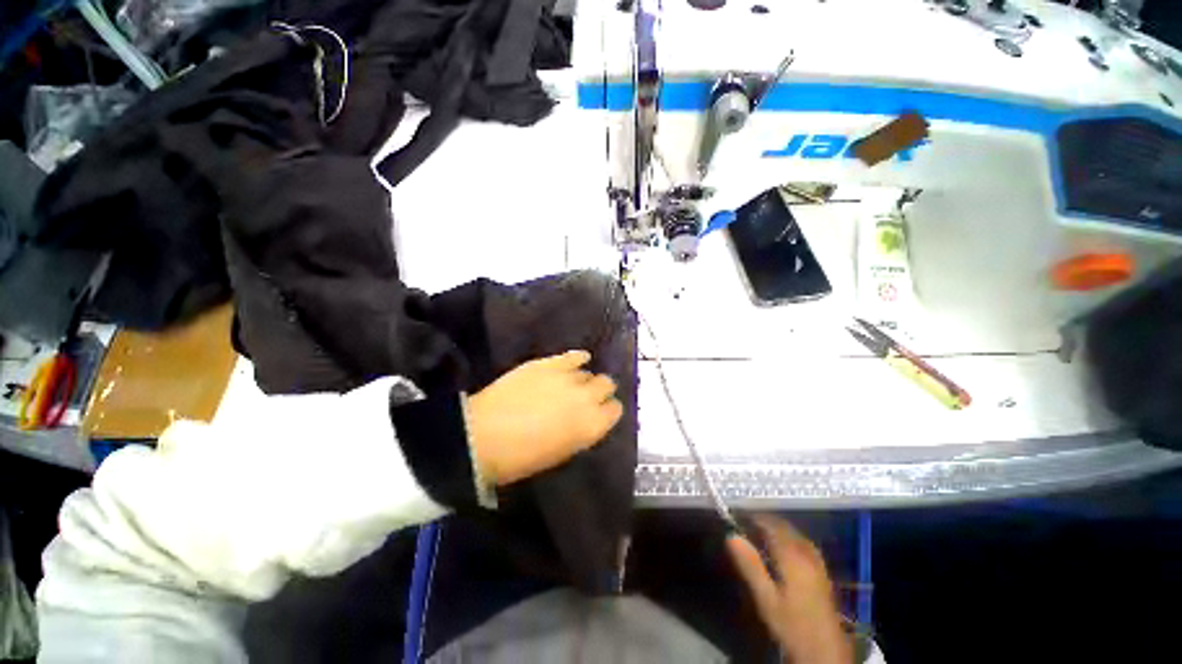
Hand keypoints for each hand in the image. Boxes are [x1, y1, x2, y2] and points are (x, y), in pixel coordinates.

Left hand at [467, 350, 623, 485]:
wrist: (483, 436)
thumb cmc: (521, 458)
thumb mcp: (561, 452)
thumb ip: (580, 432)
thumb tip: (586, 419)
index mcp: (592, 426)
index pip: (615, 410)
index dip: (608, 410)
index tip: (600, 412)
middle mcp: (587, 398)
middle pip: (606, 384)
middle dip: (600, 390)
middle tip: (586, 397)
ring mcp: (568, 377)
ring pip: (589, 371)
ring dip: (584, 379)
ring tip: (572, 384)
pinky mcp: (549, 363)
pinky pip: (573, 356)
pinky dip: (578, 358)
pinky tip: (577, 360)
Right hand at [727, 515, 852, 663]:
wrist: (825, 651)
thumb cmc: (791, 624)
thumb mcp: (766, 599)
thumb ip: (750, 565)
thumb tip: (730, 534)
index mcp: (792, 555)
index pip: (769, 523)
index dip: (751, 517)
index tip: (733, 516)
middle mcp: (806, 551)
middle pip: (782, 525)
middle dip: (762, 521)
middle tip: (742, 525)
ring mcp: (816, 560)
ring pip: (792, 532)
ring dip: (774, 528)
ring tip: (755, 533)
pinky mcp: (820, 569)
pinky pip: (800, 542)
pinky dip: (785, 537)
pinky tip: (777, 548)